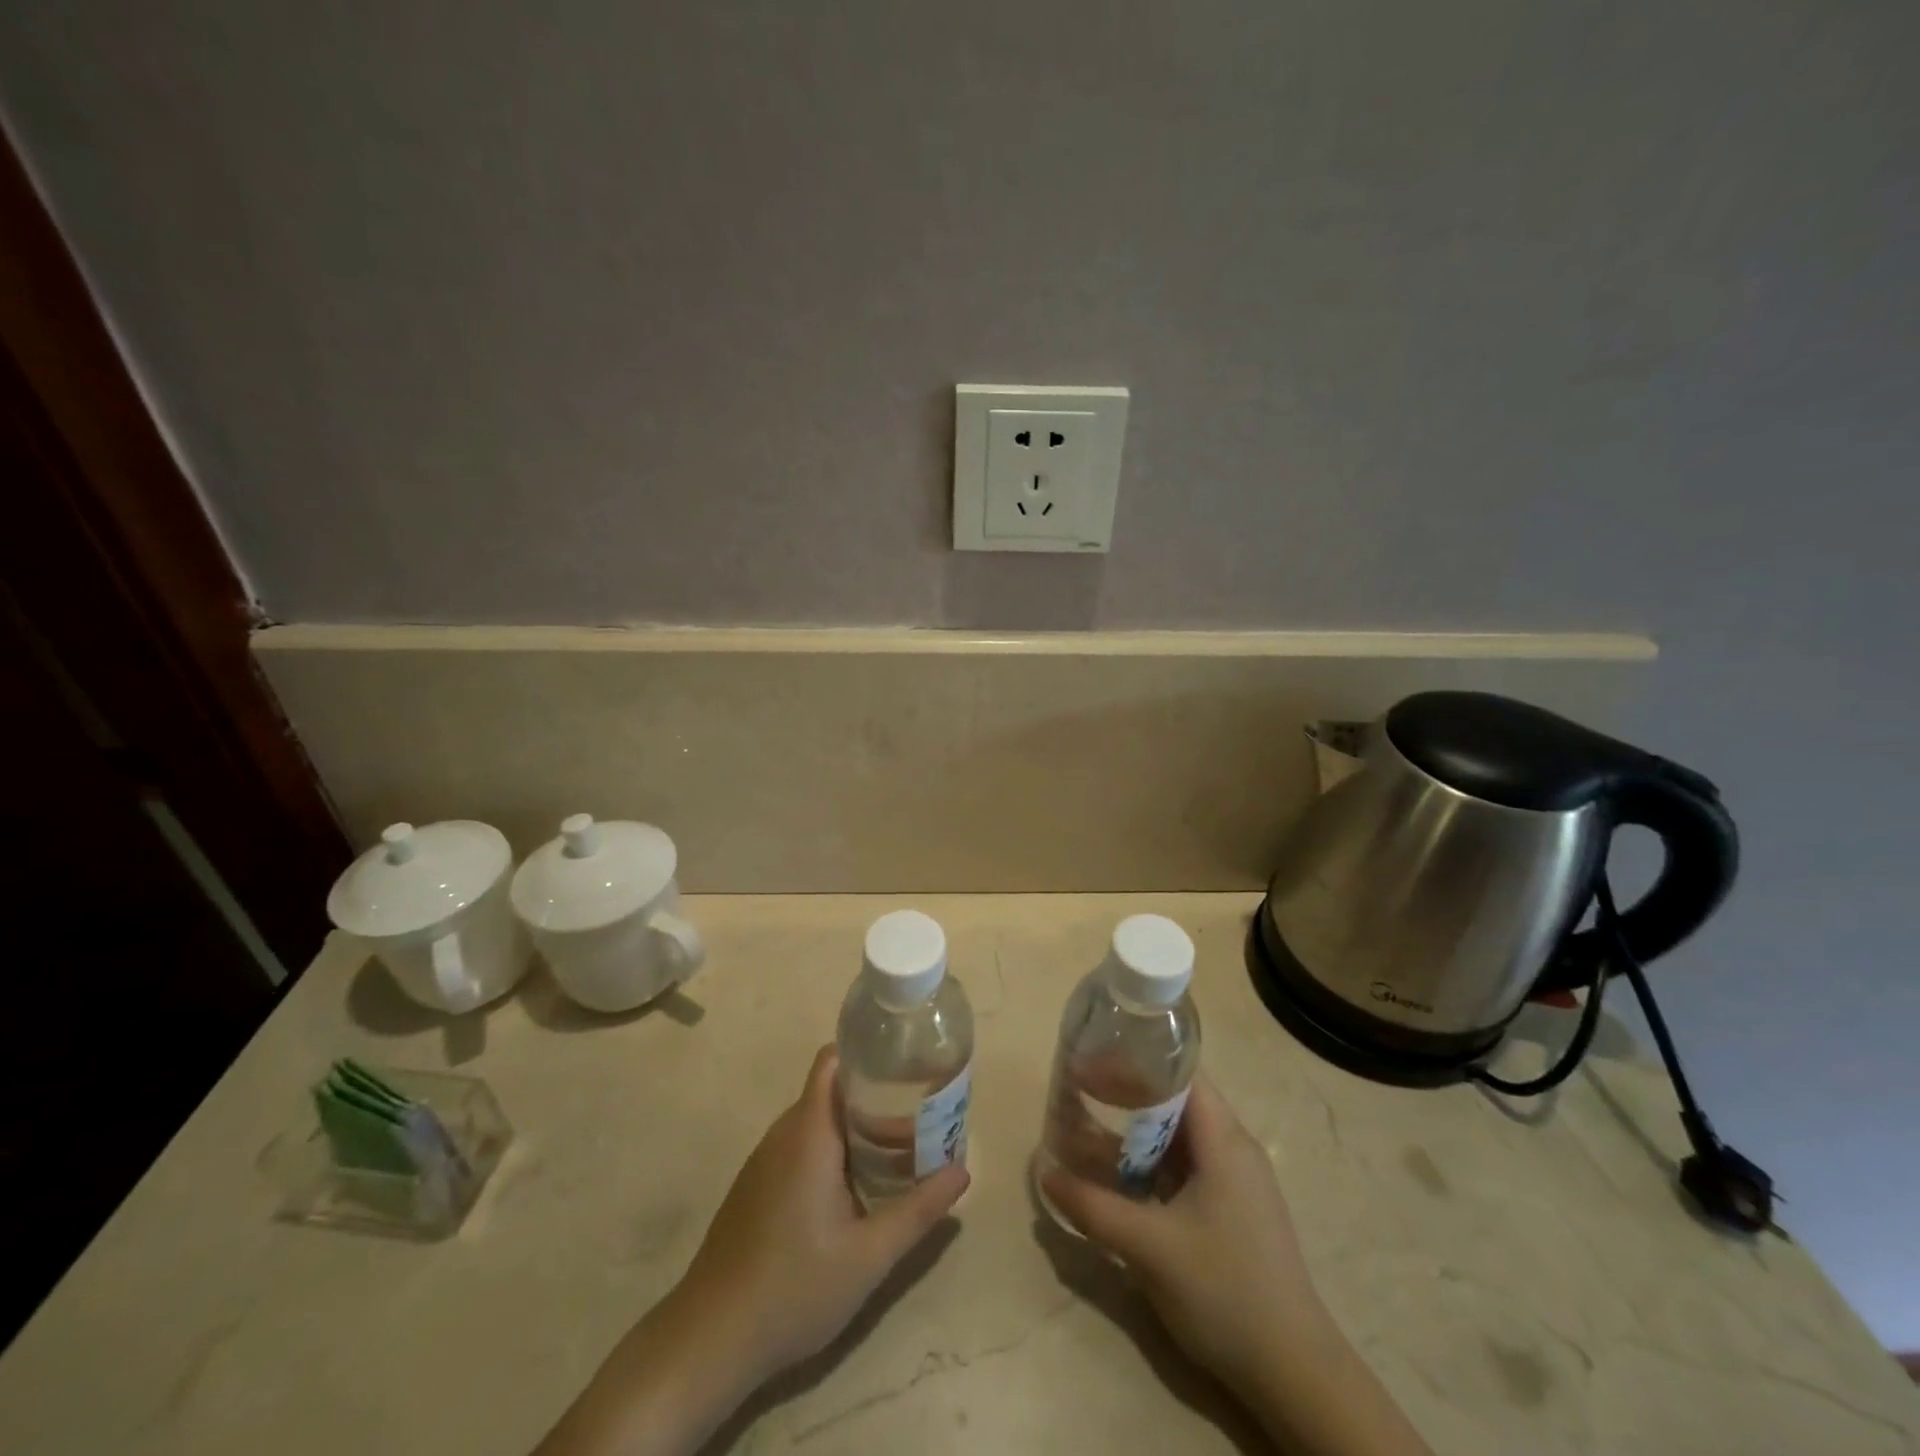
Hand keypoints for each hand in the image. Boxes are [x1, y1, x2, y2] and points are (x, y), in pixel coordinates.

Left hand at [536, 1046, 966, 1455]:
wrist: (710, 1340)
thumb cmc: (794, 1287)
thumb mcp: (869, 1255)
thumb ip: (918, 1210)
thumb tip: (963, 1171)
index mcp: (809, 1132)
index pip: (833, 1061)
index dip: (867, 1052)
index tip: (906, 1063)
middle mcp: (784, 1133)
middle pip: (833, 1090)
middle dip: (876, 1096)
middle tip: (920, 1114)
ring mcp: (765, 1160)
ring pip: (817, 1121)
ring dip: (857, 1127)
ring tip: (901, 1148)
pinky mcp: (757, 1185)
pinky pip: (801, 1146)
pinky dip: (834, 1150)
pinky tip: (858, 1186)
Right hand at [1041, 1075, 1430, 1455]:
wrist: (1293, 1372)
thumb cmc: (1224, 1290)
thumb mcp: (1148, 1247)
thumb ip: (1093, 1207)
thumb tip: (1045, 1172)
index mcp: (1224, 1139)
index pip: (1179, 1072)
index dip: (1134, 1060)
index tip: (1092, 1062)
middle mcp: (1233, 1148)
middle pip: (1175, 1100)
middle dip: (1126, 1094)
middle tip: (1080, 1093)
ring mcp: (1236, 1181)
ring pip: (1178, 1137)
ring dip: (1135, 1133)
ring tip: (1088, 1130)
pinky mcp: (1232, 1210)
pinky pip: (1185, 1167)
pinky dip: (1151, 1163)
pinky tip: (1120, 1180)